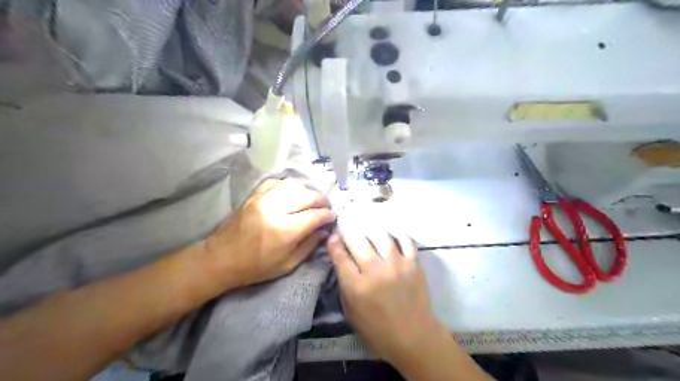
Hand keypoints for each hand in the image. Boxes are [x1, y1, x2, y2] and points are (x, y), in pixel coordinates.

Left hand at [206, 179, 334, 287]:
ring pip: (293, 185)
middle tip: (325, 208)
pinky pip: (277, 182)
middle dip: (321, 201)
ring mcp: (263, 199)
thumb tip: (324, 230)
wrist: (220, 259)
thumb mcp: (287, 264)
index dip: (327, 215)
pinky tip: (292, 195)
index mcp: (284, 230)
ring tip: (311, 201)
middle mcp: (275, 209)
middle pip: (307, 196)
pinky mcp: (254, 195)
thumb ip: (309, 245)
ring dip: (307, 192)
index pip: (315, 215)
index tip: (333, 217)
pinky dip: (289, 187)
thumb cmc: (256, 267)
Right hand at [328, 232, 449, 364]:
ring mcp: (397, 265)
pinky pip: (405, 240)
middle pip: (358, 241)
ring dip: (371, 230)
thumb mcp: (351, 314)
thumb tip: (342, 263)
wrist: (414, 338)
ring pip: (380, 235)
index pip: (340, 257)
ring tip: (368, 229)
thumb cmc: (378, 331)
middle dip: (349, 234)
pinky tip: (390, 232)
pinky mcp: (414, 264)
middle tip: (349, 232)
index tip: (333, 238)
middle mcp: (375, 271)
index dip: (334, 244)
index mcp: (357, 287)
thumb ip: (345, 287)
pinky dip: (396, 233)